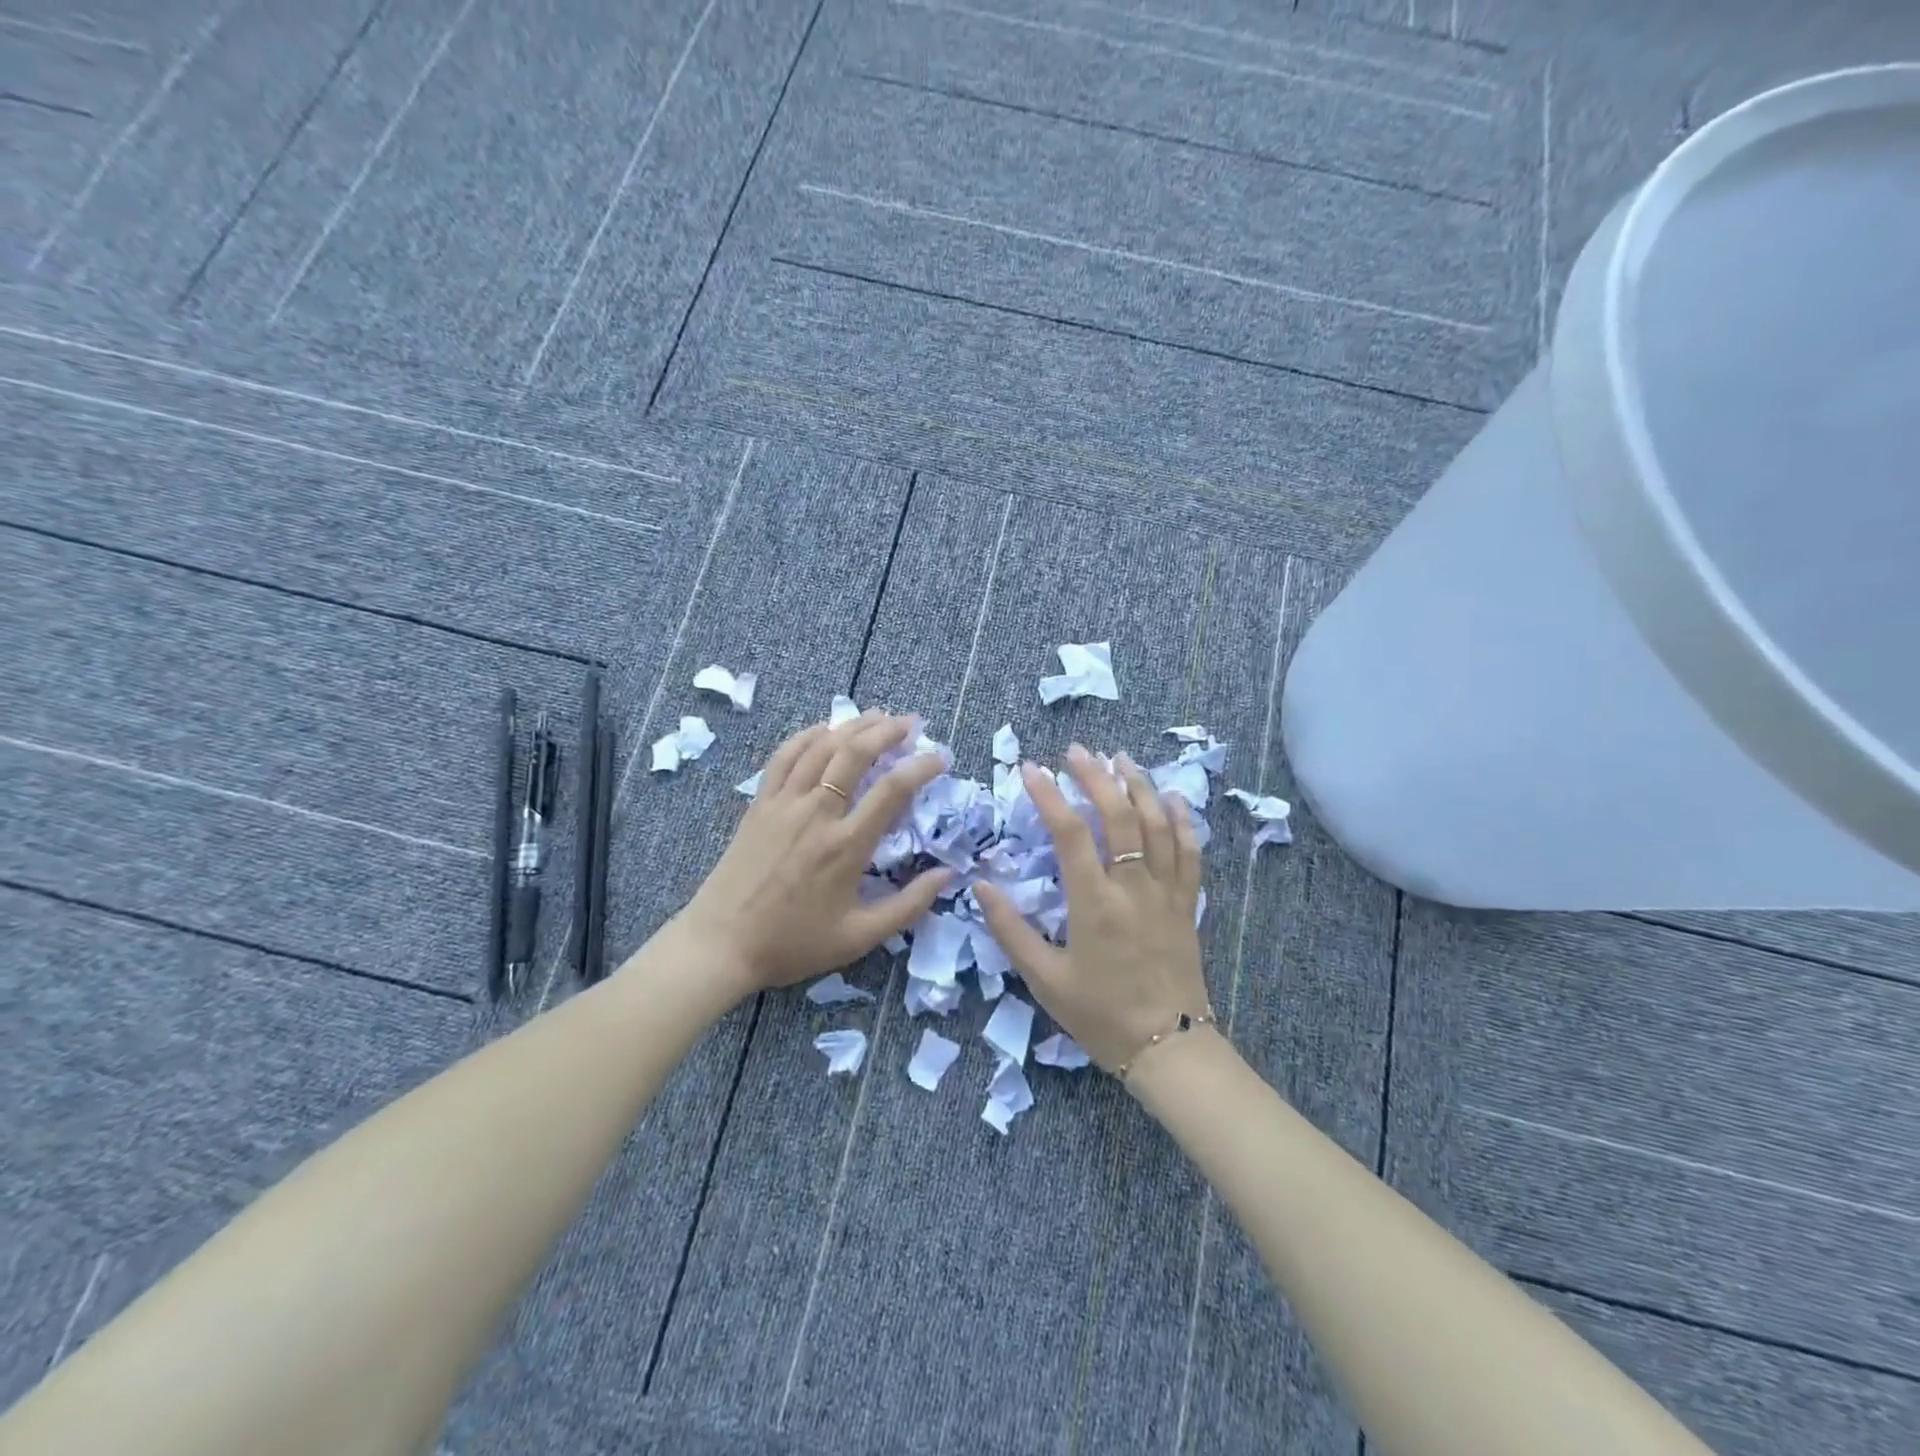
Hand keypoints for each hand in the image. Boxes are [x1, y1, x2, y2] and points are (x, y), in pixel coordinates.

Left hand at [675, 711, 950, 990]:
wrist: (721, 945)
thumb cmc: (793, 943)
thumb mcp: (859, 937)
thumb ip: (909, 905)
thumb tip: (949, 874)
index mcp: (846, 846)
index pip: (892, 790)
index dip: (921, 766)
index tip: (940, 757)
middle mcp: (816, 814)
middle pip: (855, 754)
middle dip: (888, 731)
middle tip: (912, 723)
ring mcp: (783, 804)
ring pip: (821, 747)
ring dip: (852, 726)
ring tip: (878, 716)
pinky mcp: (759, 804)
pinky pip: (784, 757)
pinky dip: (807, 736)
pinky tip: (825, 729)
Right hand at [976, 746, 1208, 1073]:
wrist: (1168, 1047)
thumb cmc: (1100, 1015)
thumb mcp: (1044, 978)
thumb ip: (1010, 930)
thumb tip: (981, 886)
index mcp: (1094, 903)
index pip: (1070, 833)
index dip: (1049, 795)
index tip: (1030, 768)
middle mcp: (1133, 887)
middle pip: (1118, 816)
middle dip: (1096, 776)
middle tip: (1077, 750)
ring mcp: (1166, 892)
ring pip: (1157, 824)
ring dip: (1138, 785)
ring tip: (1120, 758)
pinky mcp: (1188, 903)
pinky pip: (1189, 851)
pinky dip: (1180, 819)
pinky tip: (1170, 796)